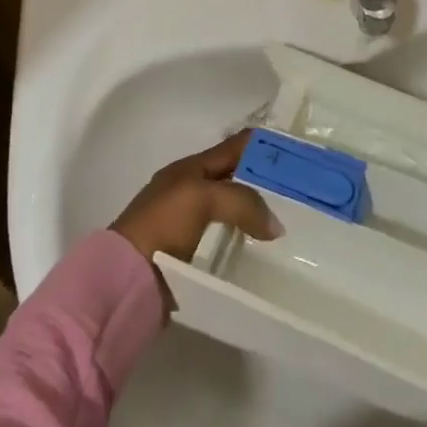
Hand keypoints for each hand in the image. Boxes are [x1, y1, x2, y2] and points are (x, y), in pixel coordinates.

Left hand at [111, 130, 282, 264]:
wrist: (125, 281)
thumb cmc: (162, 225)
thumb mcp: (202, 197)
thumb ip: (242, 201)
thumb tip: (275, 226)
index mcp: (190, 168)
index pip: (234, 147)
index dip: (263, 145)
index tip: (297, 152)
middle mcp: (191, 190)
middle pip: (236, 178)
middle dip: (265, 182)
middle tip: (301, 192)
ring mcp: (190, 224)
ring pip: (234, 210)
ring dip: (258, 214)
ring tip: (291, 223)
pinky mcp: (191, 256)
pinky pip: (227, 241)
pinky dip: (246, 242)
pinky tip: (266, 251)